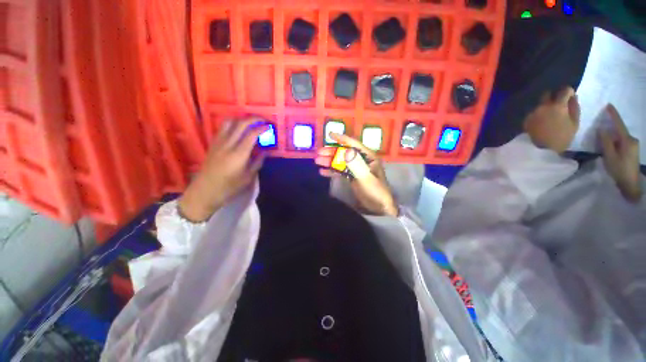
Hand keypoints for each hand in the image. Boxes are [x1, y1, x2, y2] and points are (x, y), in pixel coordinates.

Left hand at [178, 118, 268, 221]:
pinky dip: (232, 124)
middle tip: (263, 120)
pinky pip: (223, 128)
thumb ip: (258, 162)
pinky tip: (238, 129)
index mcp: (239, 154)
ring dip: (242, 119)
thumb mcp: (248, 177)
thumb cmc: (229, 187)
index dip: (262, 128)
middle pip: (241, 124)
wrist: (205, 191)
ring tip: (251, 122)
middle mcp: (228, 144)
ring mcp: (218, 143)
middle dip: (254, 119)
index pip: (252, 134)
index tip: (270, 127)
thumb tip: (266, 151)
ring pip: (229, 122)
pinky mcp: (213, 144)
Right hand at [315, 133, 397, 216]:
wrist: (379, 207)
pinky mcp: (352, 177)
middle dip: (331, 152)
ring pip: (341, 162)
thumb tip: (345, 150)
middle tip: (319, 153)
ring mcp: (356, 169)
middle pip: (344, 153)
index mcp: (368, 157)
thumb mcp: (366, 177)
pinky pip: (340, 171)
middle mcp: (362, 161)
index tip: (330, 134)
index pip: (354, 145)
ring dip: (329, 161)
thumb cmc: (376, 191)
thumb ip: (356, 164)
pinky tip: (323, 172)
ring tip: (318, 161)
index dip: (342, 139)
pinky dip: (332, 171)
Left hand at [524, 86, 580, 152]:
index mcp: (557, 105)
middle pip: (547, 94)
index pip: (564, 90)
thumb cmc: (561, 138)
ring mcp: (533, 112)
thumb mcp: (574, 124)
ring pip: (540, 104)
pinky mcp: (525, 119)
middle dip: (554, 96)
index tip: (570, 96)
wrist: (539, 149)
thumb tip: (573, 98)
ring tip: (549, 115)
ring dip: (545, 106)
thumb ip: (574, 108)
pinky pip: (534, 112)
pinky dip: (538, 114)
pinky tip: (541, 121)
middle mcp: (543, 106)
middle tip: (558, 105)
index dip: (568, 92)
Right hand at [599, 105, 641, 202]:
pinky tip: (611, 146)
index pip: (619, 124)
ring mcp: (633, 145)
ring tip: (604, 139)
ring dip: (612, 136)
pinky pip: (622, 141)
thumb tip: (602, 129)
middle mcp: (632, 140)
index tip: (609, 105)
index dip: (613, 115)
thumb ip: (606, 141)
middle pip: (620, 130)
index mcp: (627, 140)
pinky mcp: (632, 150)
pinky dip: (615, 141)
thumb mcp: (610, 156)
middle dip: (611, 128)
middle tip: (601, 126)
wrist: (631, 184)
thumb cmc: (619, 169)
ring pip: (620, 137)